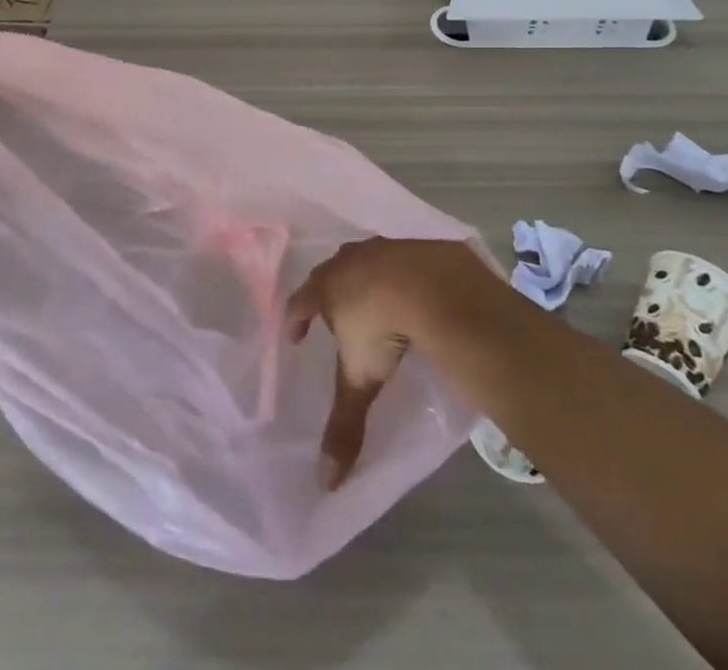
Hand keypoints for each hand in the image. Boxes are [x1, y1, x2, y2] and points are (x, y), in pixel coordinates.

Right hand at [287, 237, 500, 487]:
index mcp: (328, 287)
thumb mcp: (361, 379)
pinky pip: (399, 258)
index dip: (296, 318)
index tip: (296, 335)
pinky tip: (409, 290)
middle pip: (331, 274)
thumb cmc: (382, 327)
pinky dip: (399, 273)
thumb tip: (325, 483)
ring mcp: (383, 247)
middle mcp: (350, 260)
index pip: (300, 301)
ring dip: (364, 278)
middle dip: (329, 293)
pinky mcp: (415, 244)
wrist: (431, 284)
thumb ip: (344, 425)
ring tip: (371, 301)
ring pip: (364, 261)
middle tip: (334, 314)